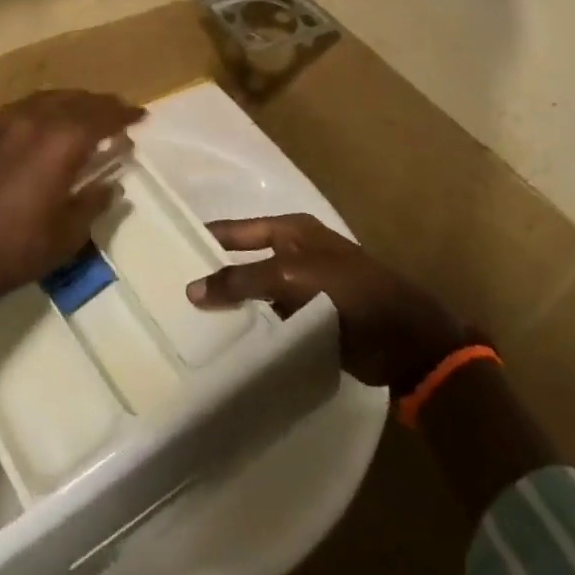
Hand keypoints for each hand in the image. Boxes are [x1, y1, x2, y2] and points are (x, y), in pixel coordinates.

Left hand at [0, 90, 142, 410]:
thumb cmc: (18, 249)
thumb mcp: (69, 234)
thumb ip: (94, 201)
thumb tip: (111, 184)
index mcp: (61, 142)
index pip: (101, 117)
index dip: (123, 115)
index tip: (141, 117)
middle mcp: (35, 121)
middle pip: (76, 101)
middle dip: (101, 105)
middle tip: (119, 113)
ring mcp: (7, 123)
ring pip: (50, 98)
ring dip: (74, 102)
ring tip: (89, 114)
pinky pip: (27, 107)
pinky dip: (48, 108)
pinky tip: (52, 122)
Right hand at [187, 214, 470, 391]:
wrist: (406, 338)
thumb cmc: (348, 290)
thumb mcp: (289, 277)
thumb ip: (240, 281)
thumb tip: (191, 290)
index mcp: (291, 230)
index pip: (236, 229)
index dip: (206, 238)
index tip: (169, 249)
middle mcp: (294, 253)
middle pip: (244, 261)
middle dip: (215, 275)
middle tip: (173, 292)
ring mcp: (304, 288)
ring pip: (257, 293)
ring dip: (234, 306)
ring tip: (190, 322)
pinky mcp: (312, 320)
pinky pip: (272, 320)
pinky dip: (254, 328)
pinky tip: (227, 344)